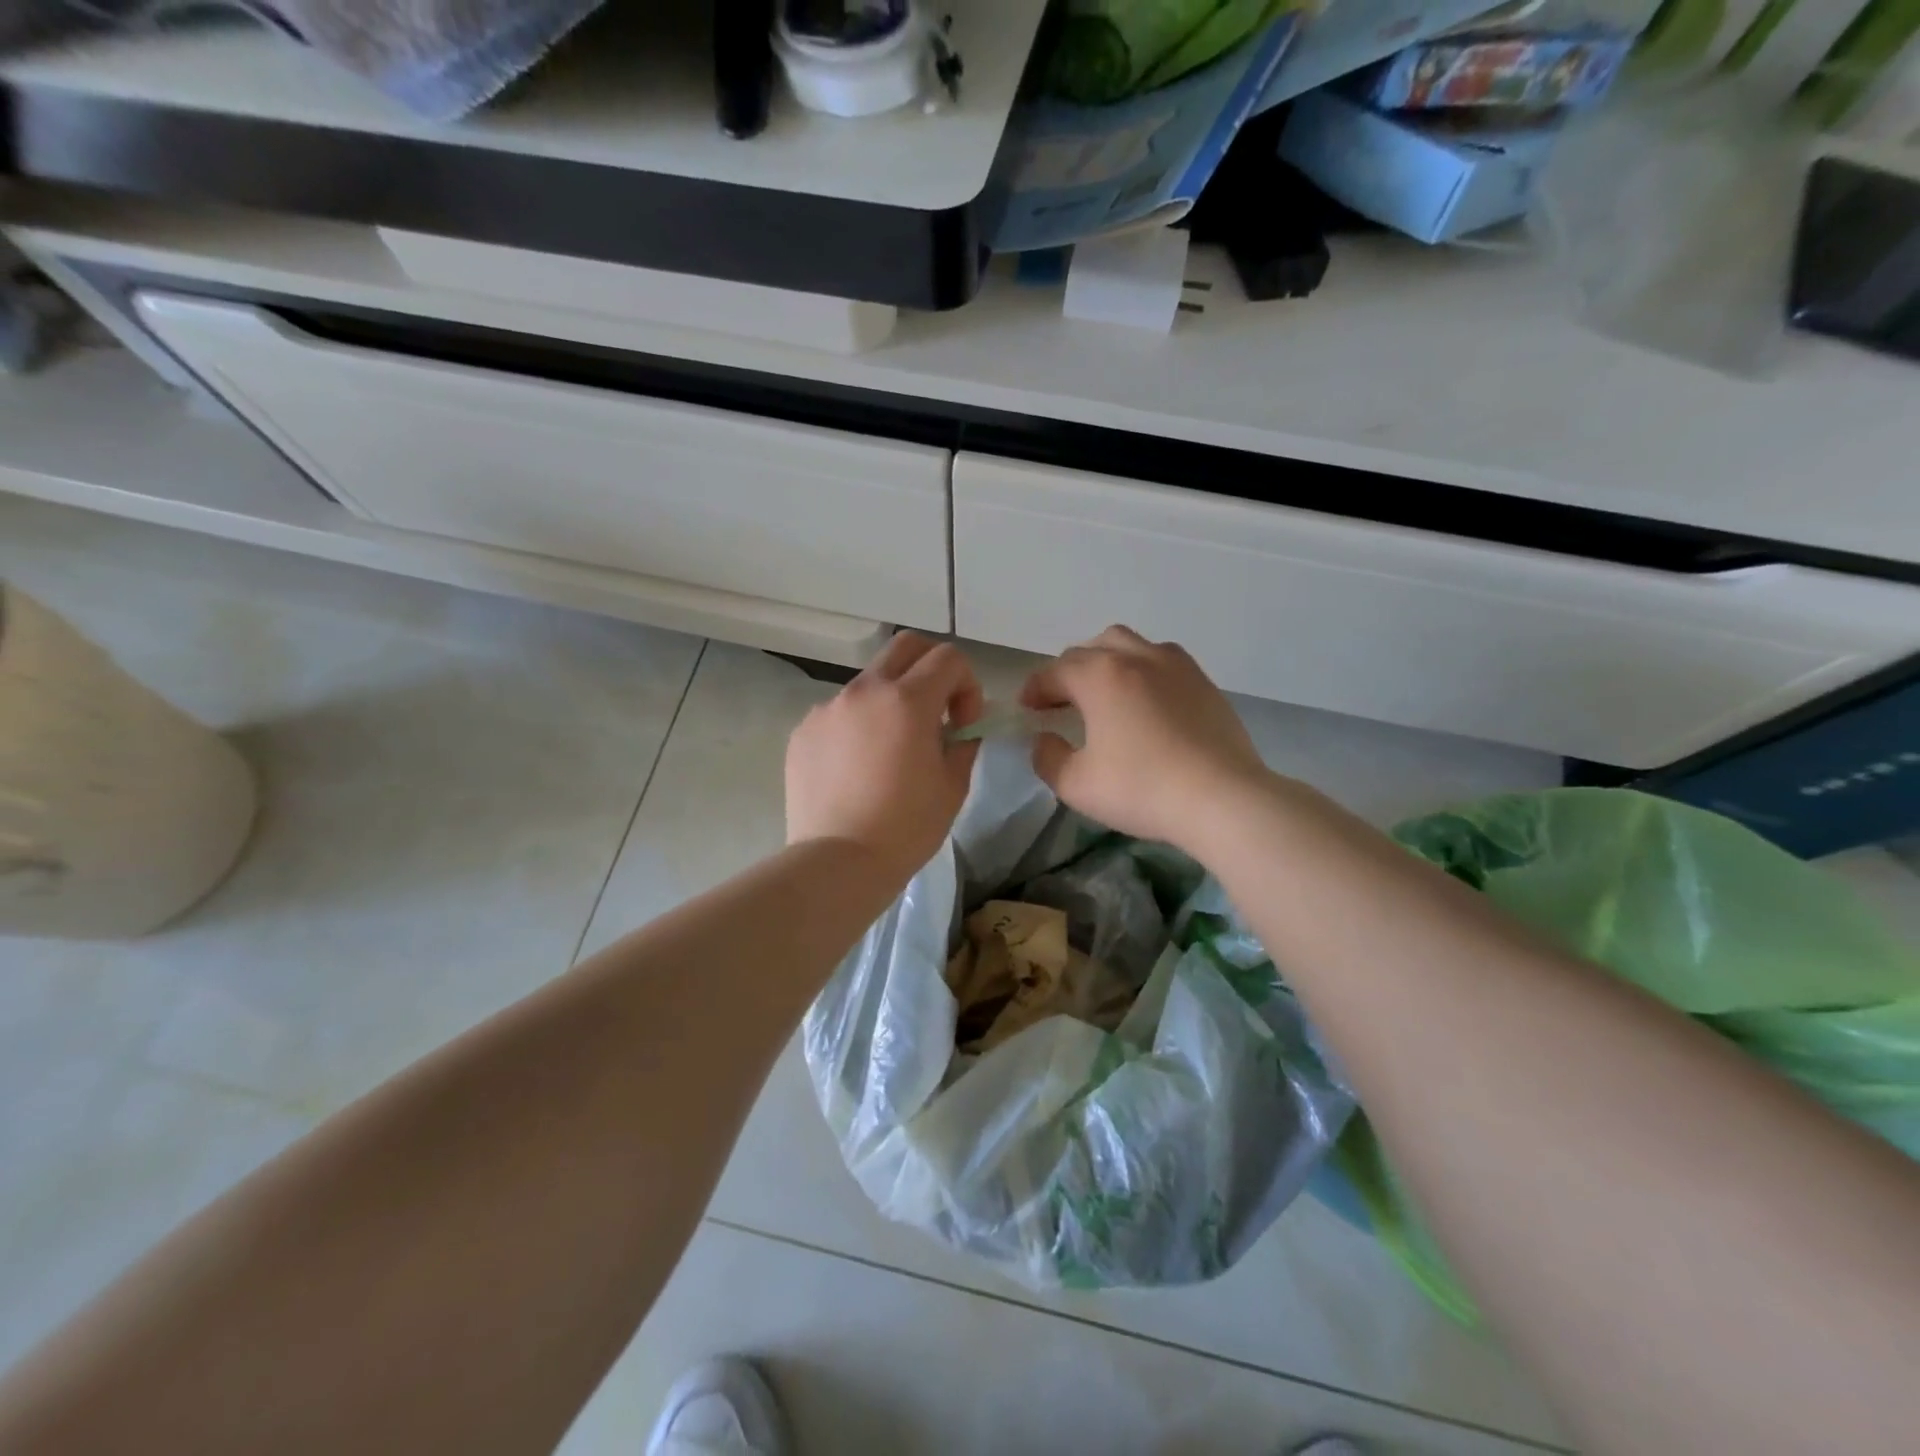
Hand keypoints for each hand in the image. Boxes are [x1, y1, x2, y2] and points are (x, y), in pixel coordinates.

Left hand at [786, 633, 982, 883]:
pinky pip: (839, 713)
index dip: (967, 684)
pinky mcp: (803, 731)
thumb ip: (963, 742)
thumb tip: (958, 727)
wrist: (837, 863)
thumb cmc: (906, 828)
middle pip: (905, 646)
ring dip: (891, 700)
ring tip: (891, 750)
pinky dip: (858, 726)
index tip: (963, 722)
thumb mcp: (953, 785)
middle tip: (936, 709)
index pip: (948, 658)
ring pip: (869, 682)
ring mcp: (828, 708)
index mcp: (907, 700)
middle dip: (931, 666)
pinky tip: (857, 769)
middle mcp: (864, 691)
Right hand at [1020, 626, 1271, 852]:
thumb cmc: (1141, 789)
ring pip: (1129, 644)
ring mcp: (1175, 665)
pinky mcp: (1203, 682)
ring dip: (1106, 661)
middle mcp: (1135, 658)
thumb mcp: (1076, 785)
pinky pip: (1162, 660)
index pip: (1054, 672)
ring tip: (1104, 692)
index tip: (1027, 709)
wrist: (1222, 798)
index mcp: (1099, 676)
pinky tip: (1146, 701)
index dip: (1035, 689)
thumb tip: (1044, 740)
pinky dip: (1142, 670)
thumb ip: (1048, 758)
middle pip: (1091, 649)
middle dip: (1068, 672)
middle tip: (1061, 702)